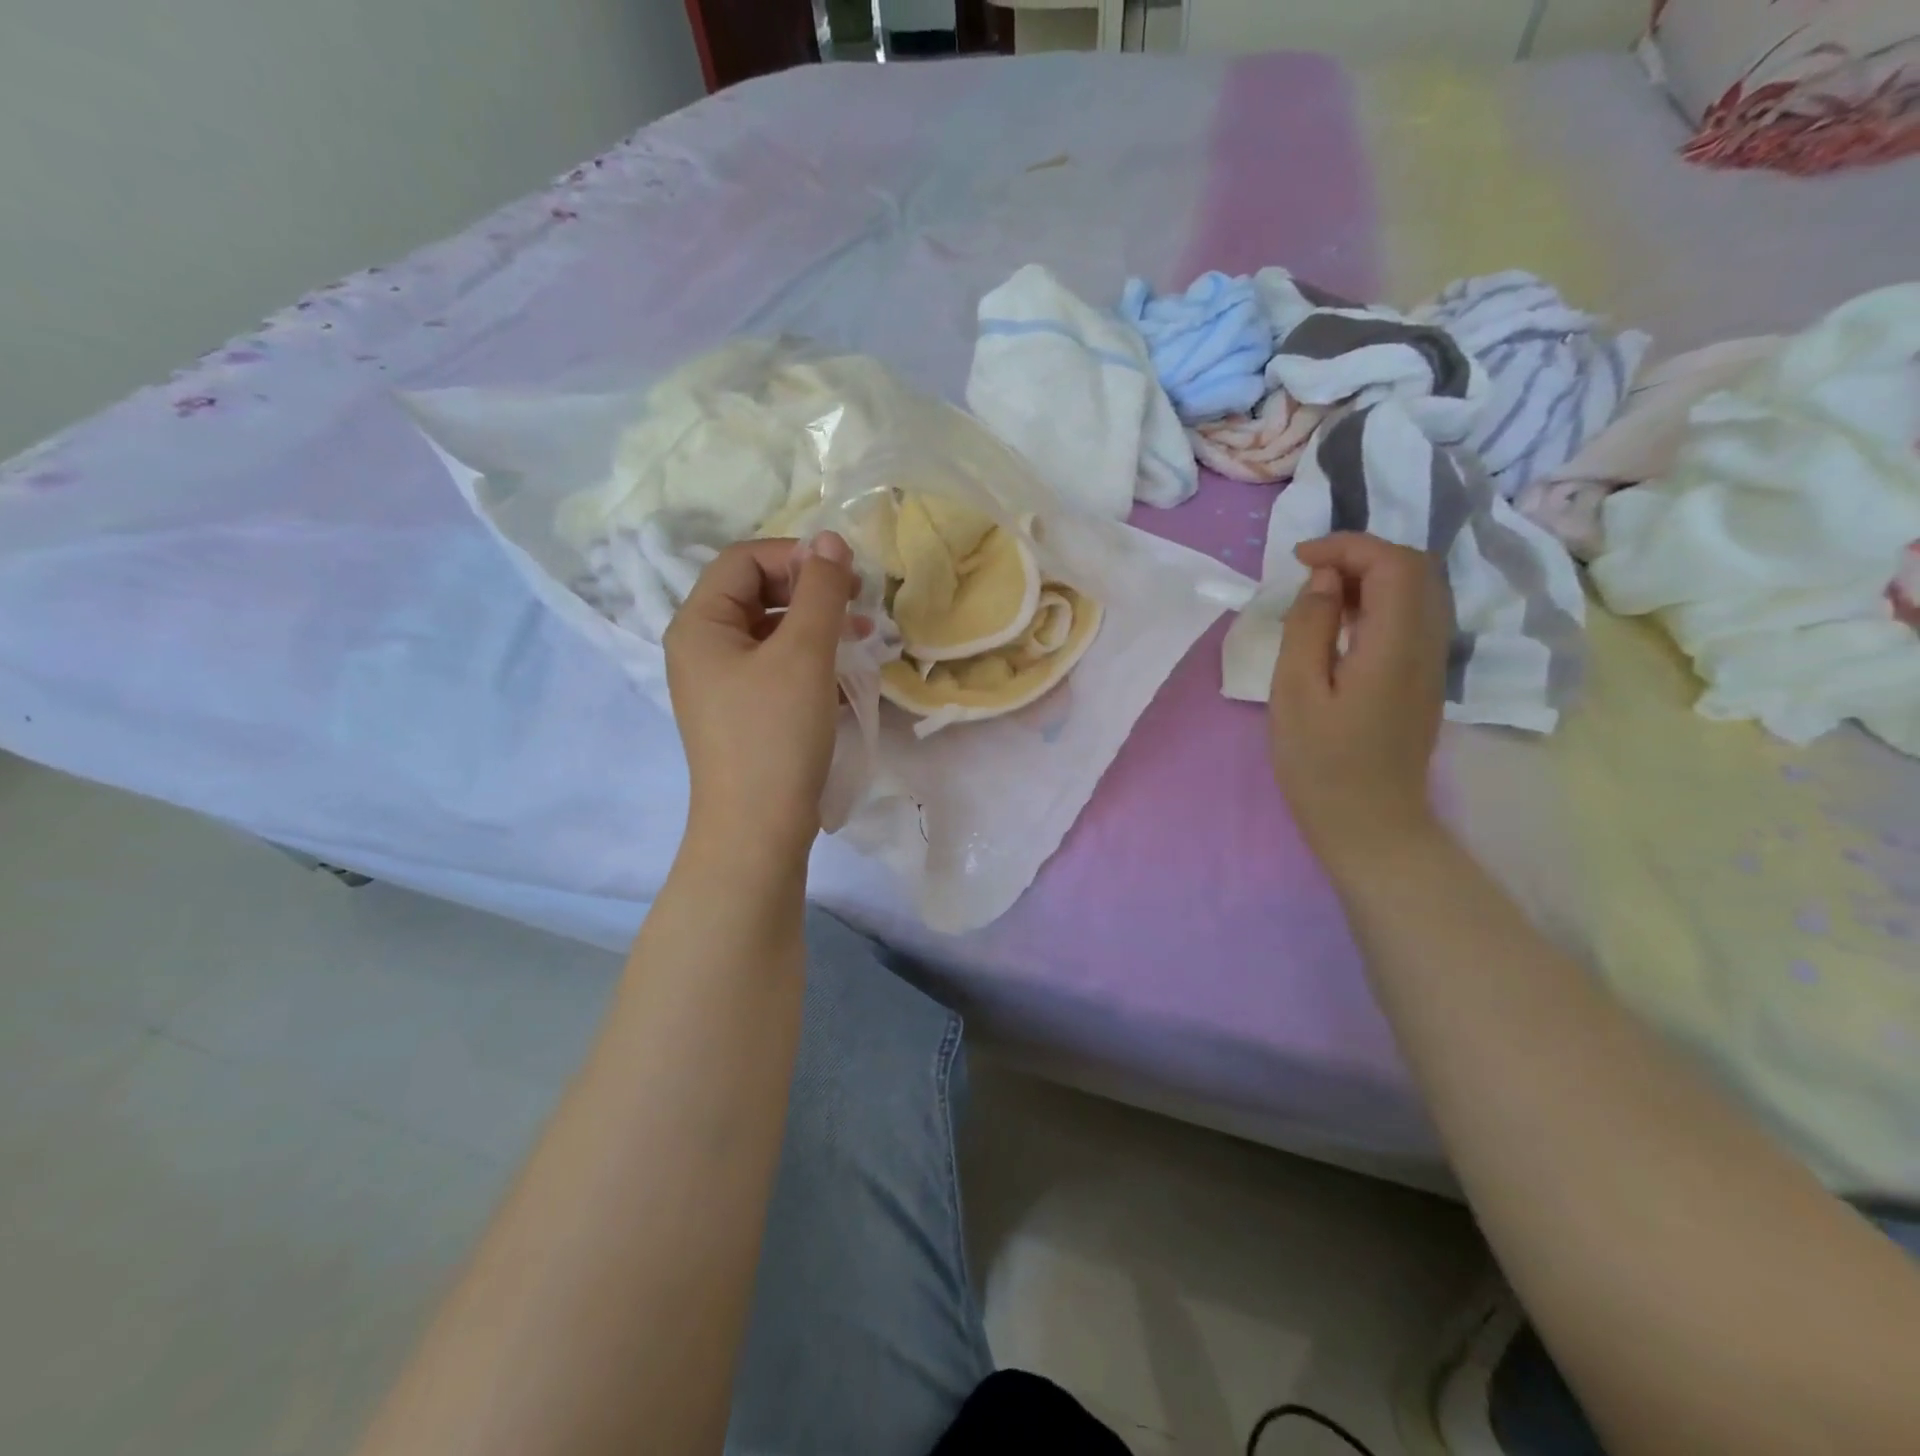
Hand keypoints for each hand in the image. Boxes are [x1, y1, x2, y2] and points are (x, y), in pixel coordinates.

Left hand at [664, 534, 857, 866]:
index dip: (795, 556)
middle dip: (810, 592)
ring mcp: (719, 684)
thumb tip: (829, 538)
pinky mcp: (741, 713)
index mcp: (700, 624)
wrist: (757, 829)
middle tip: (858, 603)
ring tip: (864, 638)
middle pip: (756, 594)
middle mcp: (701, 648)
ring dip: (817, 627)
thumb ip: (819, 590)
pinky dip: (809, 663)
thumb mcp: (804, 653)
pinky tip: (845, 678)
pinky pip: (775, 669)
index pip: (744, 560)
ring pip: (771, 633)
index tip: (845, 574)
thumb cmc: (776, 733)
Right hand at [1268, 533, 1450, 876]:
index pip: (1393, 562)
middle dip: (1361, 555)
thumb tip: (1322, 580)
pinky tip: (1341, 627)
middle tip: (1309, 575)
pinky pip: (1412, 618)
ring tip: (1319, 598)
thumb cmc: (1321, 763)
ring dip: (1370, 578)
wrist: (1369, 823)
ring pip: (1418, 592)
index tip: (1298, 560)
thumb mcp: (1295, 692)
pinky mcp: (1423, 680)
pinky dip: (1378, 604)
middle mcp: (1427, 644)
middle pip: (1415, 568)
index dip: (1347, 546)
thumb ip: (1308, 627)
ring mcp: (1431, 663)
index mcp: (1395, 645)